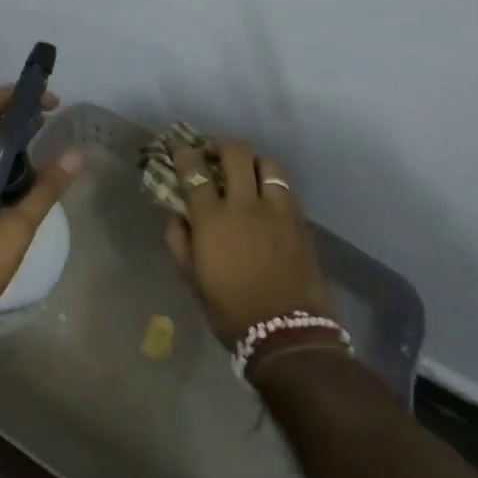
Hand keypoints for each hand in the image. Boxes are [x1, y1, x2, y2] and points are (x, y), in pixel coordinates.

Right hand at [162, 138, 330, 345]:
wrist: (286, 333)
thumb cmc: (230, 309)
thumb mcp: (193, 279)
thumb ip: (179, 242)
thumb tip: (176, 215)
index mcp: (213, 219)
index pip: (194, 170)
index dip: (184, 151)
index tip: (178, 144)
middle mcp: (245, 204)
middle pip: (235, 153)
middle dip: (221, 144)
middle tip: (213, 151)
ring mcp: (277, 210)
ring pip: (268, 163)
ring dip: (253, 160)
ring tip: (246, 169)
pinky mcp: (300, 221)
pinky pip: (286, 187)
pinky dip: (273, 182)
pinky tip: (268, 195)